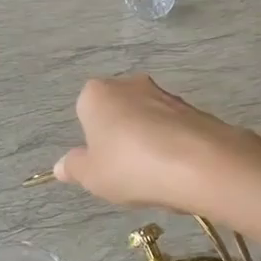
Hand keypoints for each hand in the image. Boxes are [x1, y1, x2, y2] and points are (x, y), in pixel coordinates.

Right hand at [53, 76, 260, 215]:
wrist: (199, 164)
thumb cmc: (130, 166)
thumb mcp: (92, 175)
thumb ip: (75, 168)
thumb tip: (60, 166)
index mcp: (97, 93)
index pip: (85, 111)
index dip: (91, 140)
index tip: (101, 164)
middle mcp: (130, 84)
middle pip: (118, 112)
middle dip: (120, 137)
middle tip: (125, 171)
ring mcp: (166, 94)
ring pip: (148, 120)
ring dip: (148, 142)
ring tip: (154, 176)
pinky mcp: (195, 109)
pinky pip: (174, 130)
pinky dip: (172, 147)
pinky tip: (177, 172)